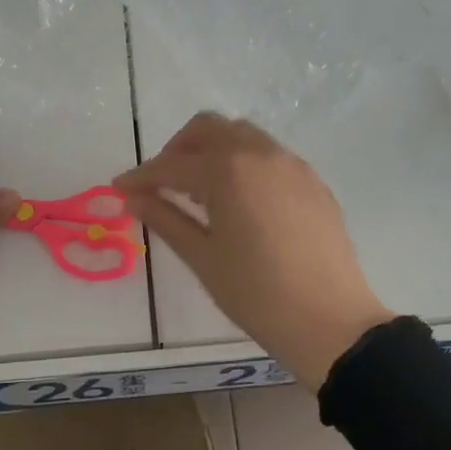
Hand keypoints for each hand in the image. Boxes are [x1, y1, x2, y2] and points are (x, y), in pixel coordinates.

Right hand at [114, 113, 393, 388]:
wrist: (330, 321)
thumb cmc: (257, 294)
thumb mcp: (203, 258)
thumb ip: (166, 219)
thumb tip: (133, 198)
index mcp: (228, 170)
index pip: (172, 164)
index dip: (141, 176)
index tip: (120, 188)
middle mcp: (261, 154)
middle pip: (209, 128)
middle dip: (178, 149)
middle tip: (162, 182)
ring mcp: (292, 165)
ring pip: (243, 136)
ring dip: (213, 151)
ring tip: (200, 191)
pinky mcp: (313, 182)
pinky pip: (270, 156)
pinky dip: (244, 164)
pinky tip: (240, 201)